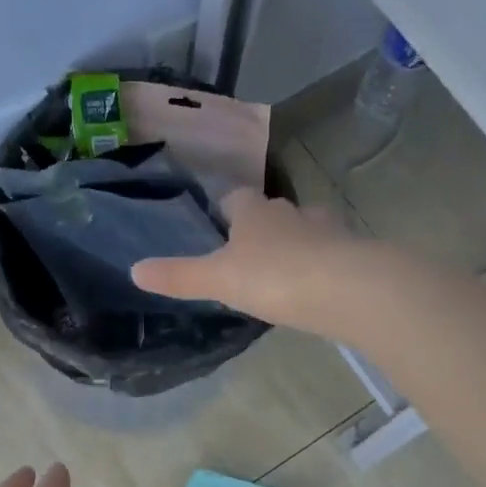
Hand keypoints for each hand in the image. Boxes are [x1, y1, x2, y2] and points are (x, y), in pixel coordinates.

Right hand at [131, 188, 363, 335]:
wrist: (345, 288)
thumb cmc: (273, 276)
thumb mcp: (217, 280)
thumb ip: (178, 277)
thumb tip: (134, 270)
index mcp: (254, 212)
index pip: (236, 198)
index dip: (226, 209)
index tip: (220, 225)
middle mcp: (291, 212)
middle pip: (273, 212)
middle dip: (262, 228)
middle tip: (250, 256)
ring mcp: (326, 230)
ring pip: (305, 229)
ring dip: (295, 244)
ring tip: (284, 273)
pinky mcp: (352, 253)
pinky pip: (330, 254)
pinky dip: (321, 265)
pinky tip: (316, 287)